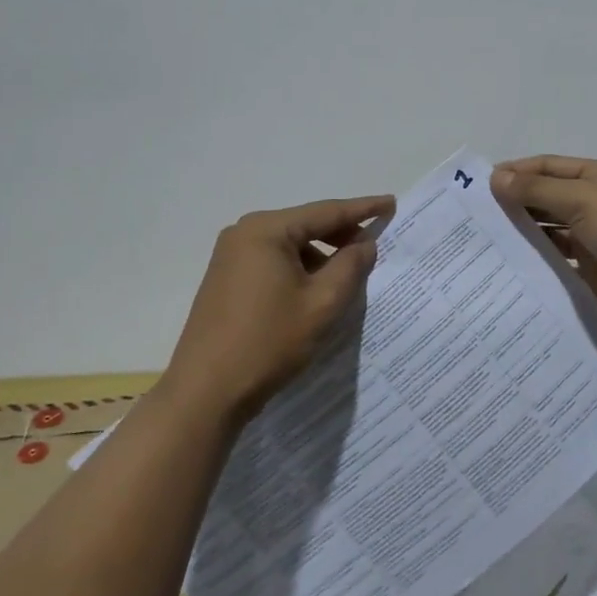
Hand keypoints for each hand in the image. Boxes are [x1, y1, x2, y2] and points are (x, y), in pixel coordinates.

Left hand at [160, 194, 393, 426]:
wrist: (205, 392)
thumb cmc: (268, 342)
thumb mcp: (322, 304)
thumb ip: (350, 266)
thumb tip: (364, 243)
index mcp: (266, 230)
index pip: (325, 212)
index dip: (362, 208)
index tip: (391, 203)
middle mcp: (244, 233)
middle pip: (305, 225)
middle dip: (340, 235)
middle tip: (373, 248)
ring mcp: (230, 256)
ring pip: (289, 246)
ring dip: (320, 257)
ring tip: (346, 278)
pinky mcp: (225, 279)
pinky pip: (272, 262)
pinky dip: (298, 270)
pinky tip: (314, 292)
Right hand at [492, 156, 596, 331]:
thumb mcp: (582, 200)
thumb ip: (537, 191)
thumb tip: (496, 177)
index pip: (547, 167)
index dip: (515, 172)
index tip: (480, 186)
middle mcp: (594, 203)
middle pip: (547, 198)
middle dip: (515, 203)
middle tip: (476, 217)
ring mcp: (594, 237)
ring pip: (550, 230)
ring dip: (524, 233)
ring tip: (486, 242)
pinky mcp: (593, 269)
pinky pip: (558, 260)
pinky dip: (538, 260)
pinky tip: (510, 266)